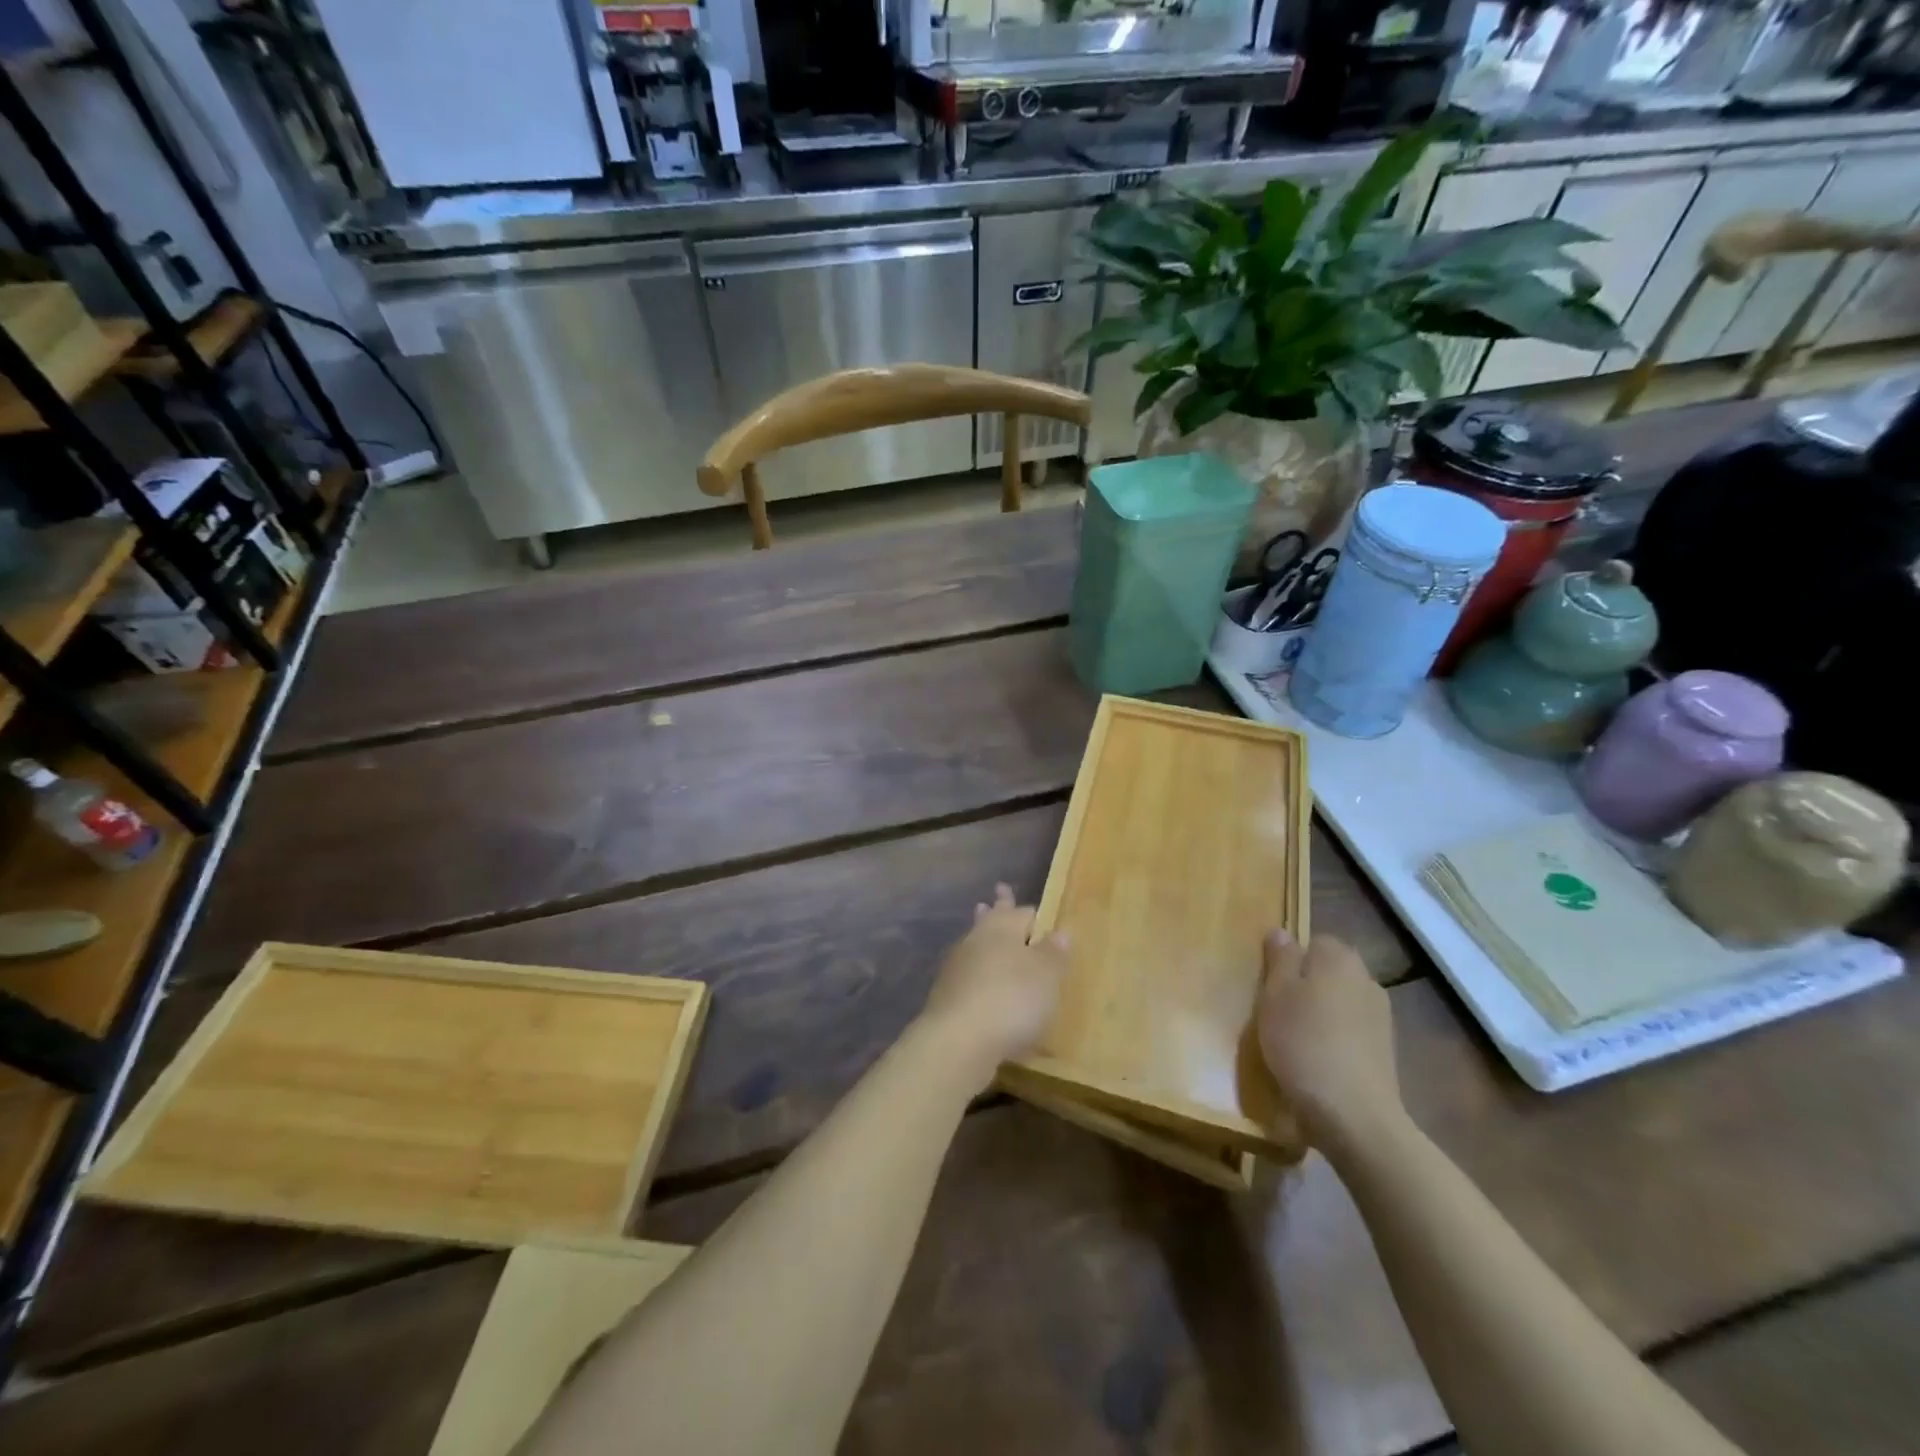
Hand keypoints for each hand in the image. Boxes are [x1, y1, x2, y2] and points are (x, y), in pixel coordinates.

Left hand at [919, 884, 1069, 1085]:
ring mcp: (957, 967)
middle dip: (997, 908)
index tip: (1033, 908)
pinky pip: (967, 974)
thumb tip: (1060, 931)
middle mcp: (977, 940)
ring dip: (983, 938)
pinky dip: (976, 973)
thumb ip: (1053, 953)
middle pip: (991, 920)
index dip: (1031, 912)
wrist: (959, 1040)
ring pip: (975, 944)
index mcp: (1003, 928)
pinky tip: (981, 982)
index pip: (1022, 912)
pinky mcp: (946, 995)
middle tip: (999, 892)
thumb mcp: (1046, 976)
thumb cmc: (1011, 999)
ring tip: (986, 932)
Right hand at [1256, 930, 1401, 1146]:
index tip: (1269, 985)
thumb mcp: (1275, 994)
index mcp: (1340, 958)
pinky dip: (1334, 1040)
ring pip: (1339, 1002)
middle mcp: (1366, 980)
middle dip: (1305, 986)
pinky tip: (1316, 1061)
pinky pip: (1350, 1032)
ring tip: (1293, 1040)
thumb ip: (1280, 959)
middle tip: (1276, 1011)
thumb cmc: (1304, 1043)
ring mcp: (1381, 1017)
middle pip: (1328, 972)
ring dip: (1320, 1014)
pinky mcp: (1385, 1051)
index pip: (1312, 941)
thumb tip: (1282, 932)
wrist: (1354, 1115)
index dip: (1289, 960)